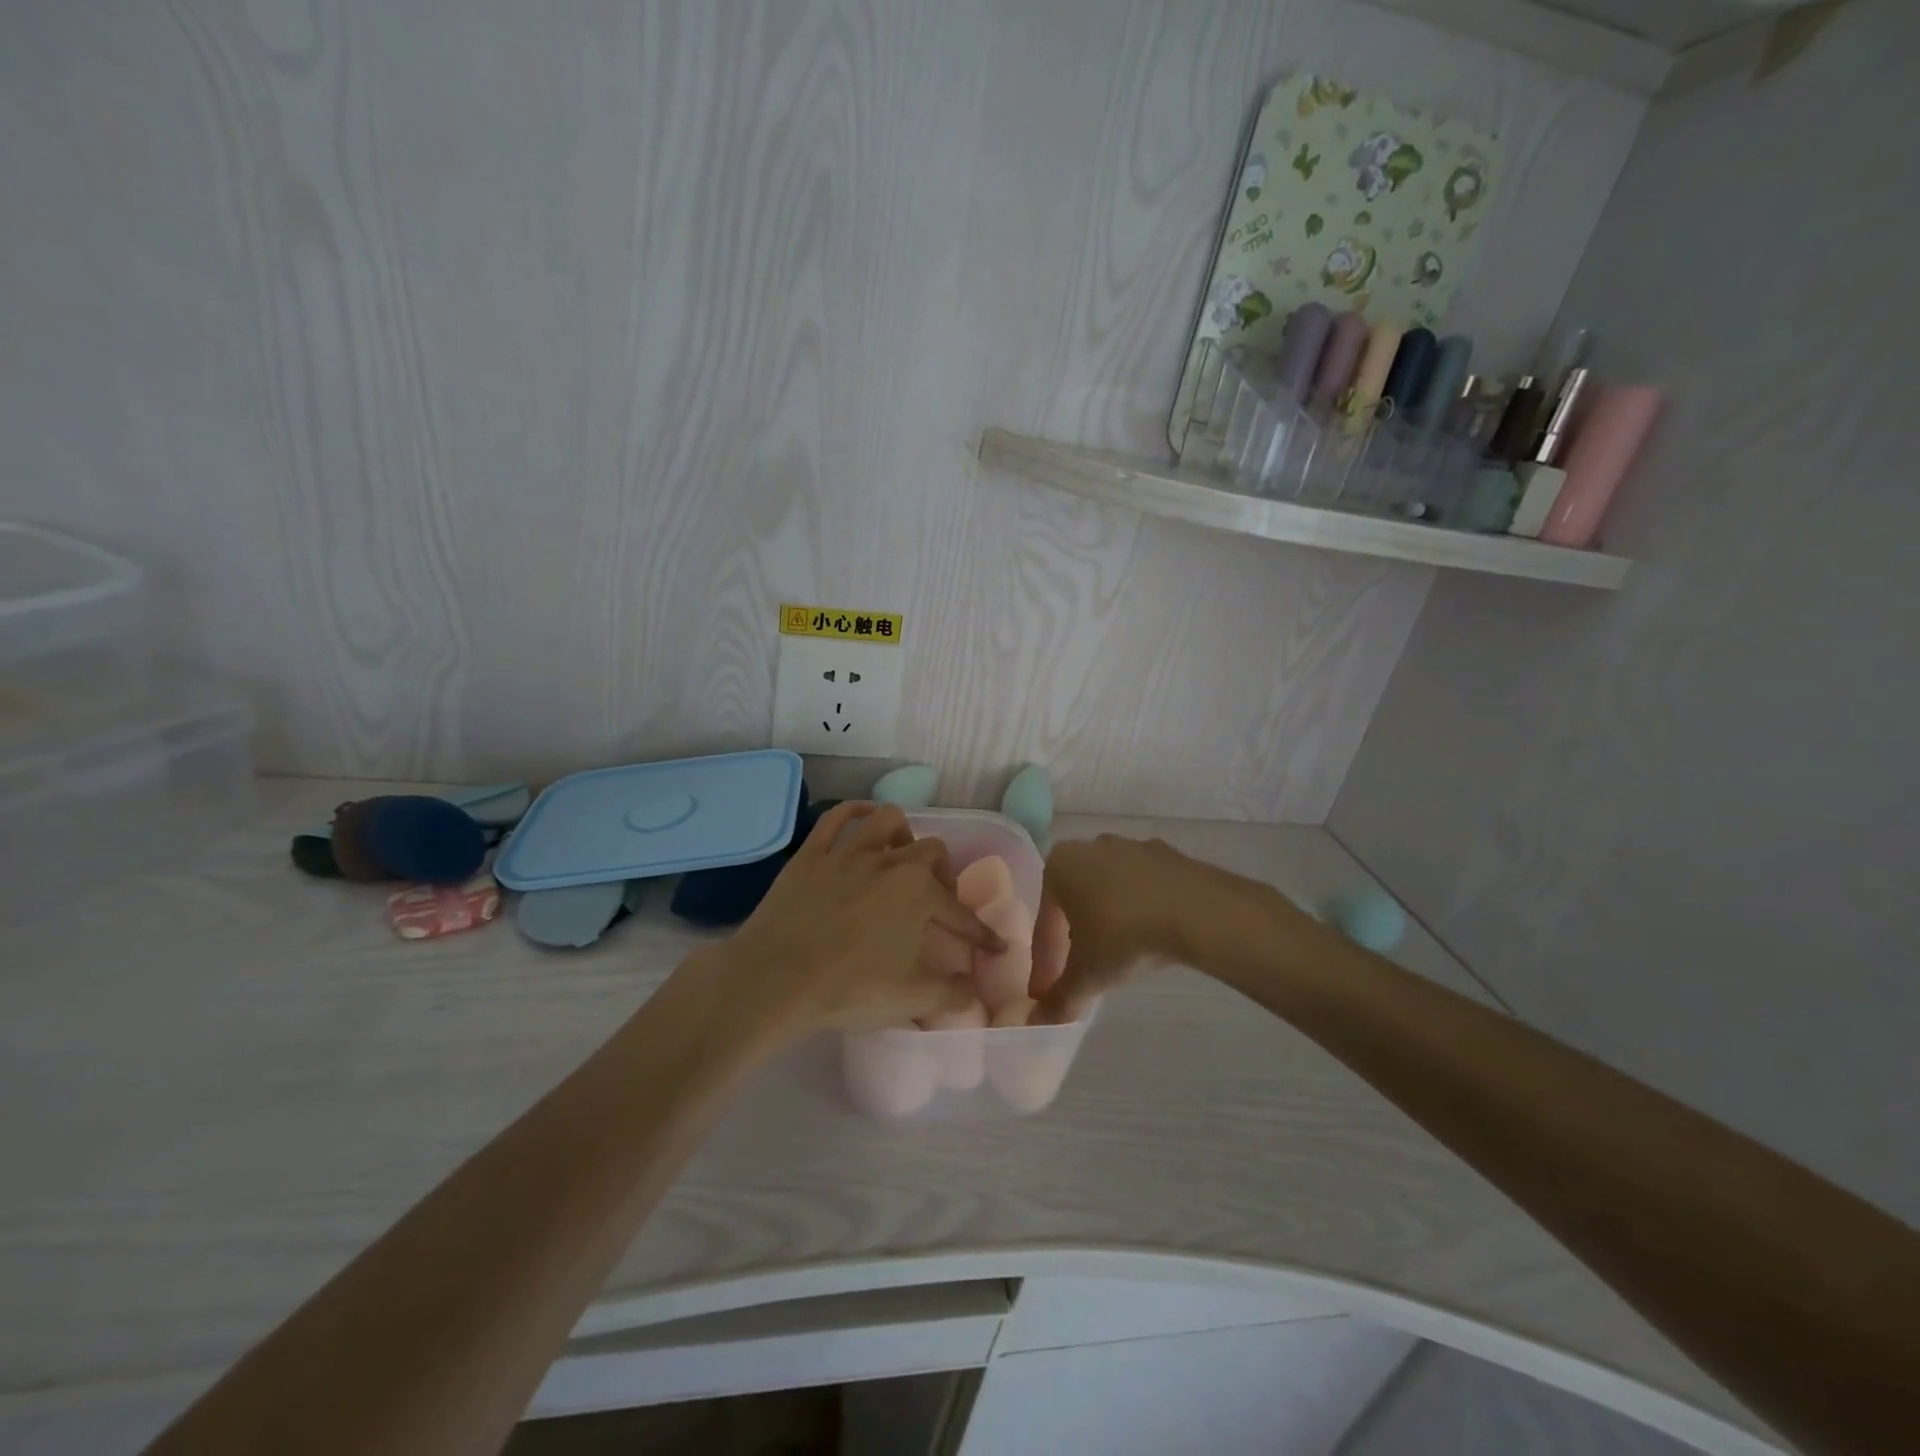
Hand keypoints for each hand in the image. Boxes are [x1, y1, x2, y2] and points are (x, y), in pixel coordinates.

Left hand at [718, 802, 1002, 1039]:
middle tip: (936, 903)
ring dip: (903, 835)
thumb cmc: (850, 989)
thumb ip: (951, 993)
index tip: (994, 947)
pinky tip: (863, 819)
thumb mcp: (911, 998)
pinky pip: (837, 818)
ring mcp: (849, 852)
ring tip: (901, 857)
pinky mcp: (812, 853)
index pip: (960, 913)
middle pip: (932, 851)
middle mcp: (890, 862)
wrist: (777, 980)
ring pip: (888, 820)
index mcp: (919, 893)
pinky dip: (855, 812)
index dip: (980, 934)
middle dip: (943, 875)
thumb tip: (973, 992)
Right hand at [1032, 834, 1217, 1022]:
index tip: (1047, 994)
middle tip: (1081, 973)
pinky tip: (1150, 937)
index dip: (1045, 964)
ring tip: (1118, 957)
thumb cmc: (1125, 936)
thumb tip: (1037, 1023)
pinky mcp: (1167, 855)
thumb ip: (1059, 999)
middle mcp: (1090, 847)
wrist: (1197, 911)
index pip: (1045, 924)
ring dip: (1108, 922)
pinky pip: (1142, 889)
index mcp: (1059, 866)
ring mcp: (1132, 846)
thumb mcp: (1088, 975)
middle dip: (1073, 938)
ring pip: (1108, 893)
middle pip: (1074, 903)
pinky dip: (1140, 912)